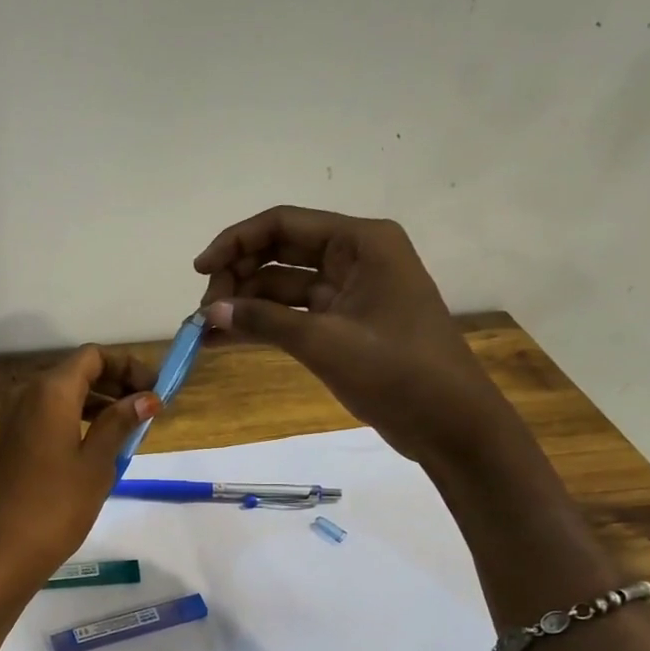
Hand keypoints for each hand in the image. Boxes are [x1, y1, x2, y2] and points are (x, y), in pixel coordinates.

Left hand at [0, 346, 159, 650]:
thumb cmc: (55, 507)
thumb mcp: (97, 464)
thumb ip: (120, 424)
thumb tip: (146, 398)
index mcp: (50, 391)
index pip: (93, 357)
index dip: (128, 366)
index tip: (155, 391)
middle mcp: (27, 394)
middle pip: (76, 372)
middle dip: (115, 384)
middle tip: (148, 410)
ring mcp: (13, 419)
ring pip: (62, 395)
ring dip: (97, 403)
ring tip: (129, 430)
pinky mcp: (10, 442)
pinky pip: (48, 416)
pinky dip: (76, 420)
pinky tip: (98, 446)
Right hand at [194, 206, 511, 467]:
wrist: (450, 425)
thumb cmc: (398, 373)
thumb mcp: (326, 342)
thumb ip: (265, 321)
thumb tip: (210, 312)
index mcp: (361, 242)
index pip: (284, 225)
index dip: (235, 242)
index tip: (199, 271)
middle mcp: (354, 257)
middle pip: (279, 252)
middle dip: (238, 276)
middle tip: (204, 312)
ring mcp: (348, 293)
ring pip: (282, 287)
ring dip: (244, 304)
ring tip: (205, 330)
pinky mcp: (343, 325)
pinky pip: (292, 316)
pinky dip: (261, 325)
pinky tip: (224, 339)